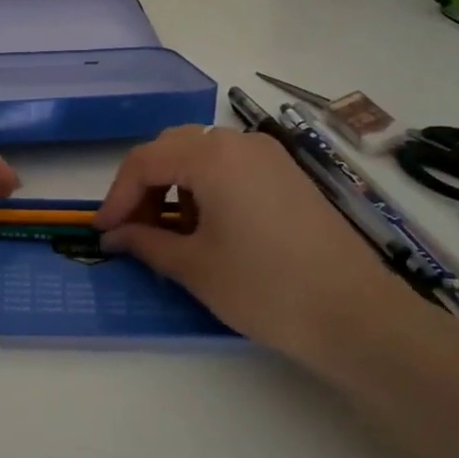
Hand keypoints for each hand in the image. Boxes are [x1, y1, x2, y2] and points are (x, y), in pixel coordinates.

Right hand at [92, 125, 442, 376]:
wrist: (355, 315)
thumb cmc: (264, 288)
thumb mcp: (194, 266)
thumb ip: (146, 242)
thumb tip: (114, 235)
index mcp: (212, 157)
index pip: (145, 162)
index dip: (117, 196)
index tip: (103, 231)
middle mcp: (240, 142)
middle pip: (172, 148)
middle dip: (144, 186)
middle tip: (132, 229)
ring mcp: (269, 156)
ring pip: (202, 155)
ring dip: (175, 186)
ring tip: (170, 233)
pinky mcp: (288, 175)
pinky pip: (231, 167)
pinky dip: (206, 187)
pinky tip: (208, 227)